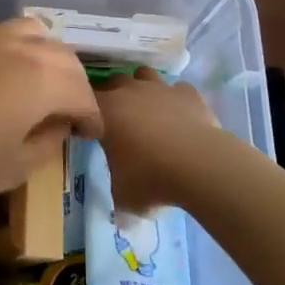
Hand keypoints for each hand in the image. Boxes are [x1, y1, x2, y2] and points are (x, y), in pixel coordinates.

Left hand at [0, 16, 102, 201]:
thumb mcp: (13, 168)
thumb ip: (47, 143)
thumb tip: (59, 125)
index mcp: (43, 80)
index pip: (82, 92)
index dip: (92, 115)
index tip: (91, 134)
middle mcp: (22, 46)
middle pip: (63, 56)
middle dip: (74, 82)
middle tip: (69, 109)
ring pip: (33, 32)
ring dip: (45, 55)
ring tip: (37, 79)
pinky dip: (9, 45)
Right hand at [94, 67, 220, 211]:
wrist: (200, 165)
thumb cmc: (151, 178)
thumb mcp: (124, 196)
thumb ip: (117, 192)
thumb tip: (120, 208)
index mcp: (105, 110)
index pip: (85, 100)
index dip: (88, 113)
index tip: (92, 130)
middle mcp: (129, 90)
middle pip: (114, 81)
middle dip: (115, 96)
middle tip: (121, 121)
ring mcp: (160, 87)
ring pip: (145, 75)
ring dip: (143, 88)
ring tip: (149, 112)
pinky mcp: (188, 93)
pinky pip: (178, 90)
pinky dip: (176, 100)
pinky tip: (181, 117)